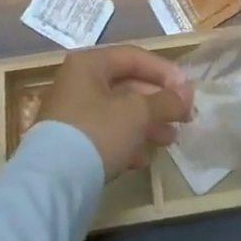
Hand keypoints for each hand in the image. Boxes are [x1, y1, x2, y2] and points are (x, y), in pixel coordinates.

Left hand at [43, 45, 193, 179]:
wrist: (53, 183)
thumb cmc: (97, 132)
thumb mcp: (137, 113)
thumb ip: (165, 101)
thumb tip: (187, 94)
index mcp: (89, 64)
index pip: (133, 57)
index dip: (163, 71)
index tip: (186, 90)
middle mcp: (78, 82)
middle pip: (126, 85)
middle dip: (157, 103)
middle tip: (183, 118)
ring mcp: (72, 113)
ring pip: (118, 112)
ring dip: (146, 124)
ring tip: (170, 140)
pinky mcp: (71, 143)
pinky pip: (106, 134)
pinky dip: (127, 142)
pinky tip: (143, 159)